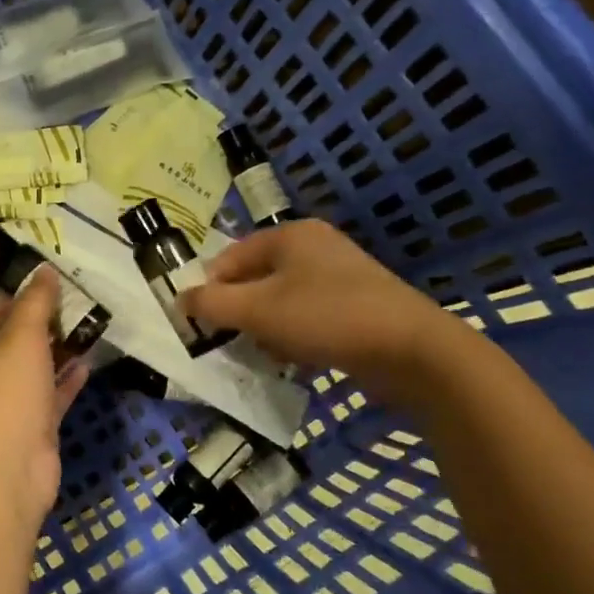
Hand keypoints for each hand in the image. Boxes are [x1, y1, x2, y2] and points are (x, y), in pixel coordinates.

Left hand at [0, 266, 87, 529]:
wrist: (7, 469)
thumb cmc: (6, 393)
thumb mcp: (21, 336)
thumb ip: (36, 302)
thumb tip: (44, 269)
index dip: (27, 294)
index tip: (60, 281)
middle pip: (20, 336)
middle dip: (49, 320)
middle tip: (85, 300)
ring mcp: (12, 400)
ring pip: (38, 365)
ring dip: (62, 347)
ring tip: (93, 325)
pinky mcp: (35, 423)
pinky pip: (53, 392)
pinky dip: (69, 377)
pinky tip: (90, 361)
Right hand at [181, 220, 476, 402]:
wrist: (413, 350)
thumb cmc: (326, 318)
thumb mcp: (257, 311)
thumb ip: (212, 304)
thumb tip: (180, 299)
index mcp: (289, 235)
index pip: (229, 257)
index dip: (210, 289)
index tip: (202, 324)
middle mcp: (315, 247)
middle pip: (256, 278)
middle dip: (240, 312)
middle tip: (233, 341)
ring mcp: (341, 276)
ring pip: (282, 300)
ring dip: (267, 327)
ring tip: (267, 353)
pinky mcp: (359, 305)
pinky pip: (310, 315)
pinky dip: (296, 335)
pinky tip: (298, 358)